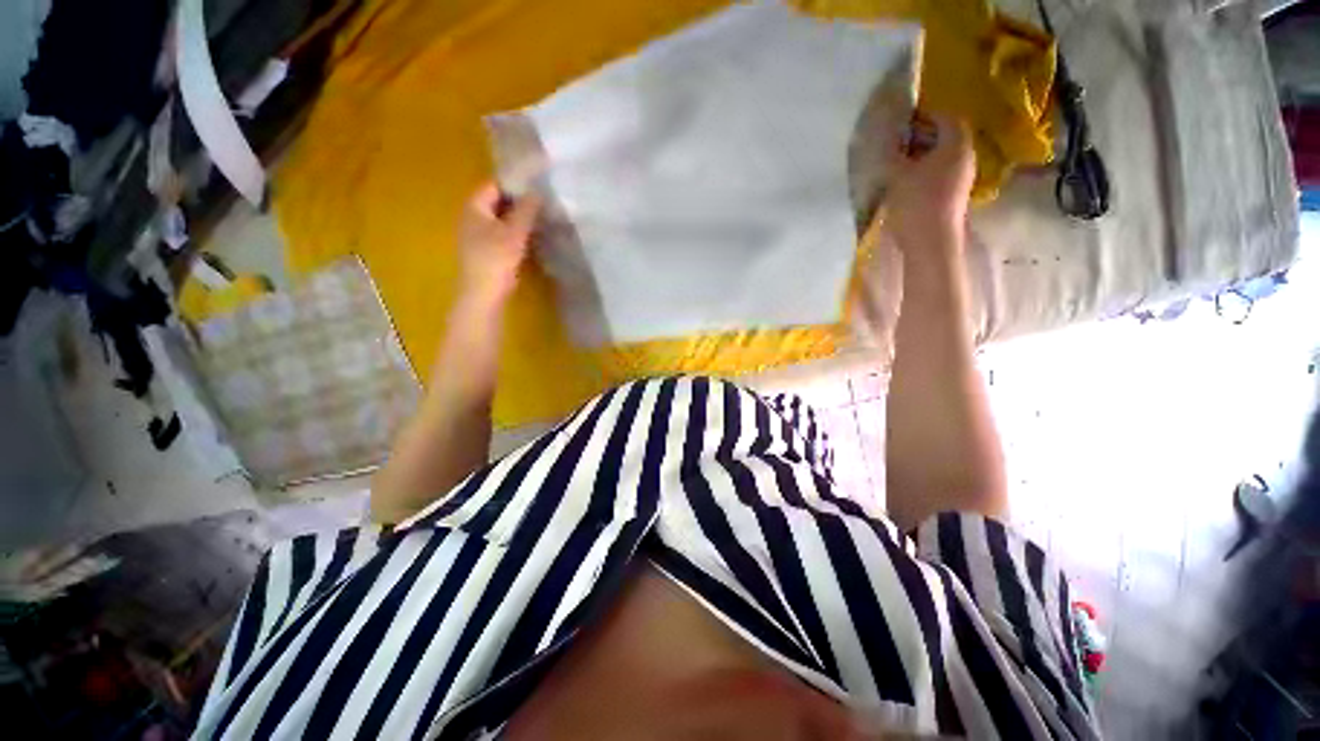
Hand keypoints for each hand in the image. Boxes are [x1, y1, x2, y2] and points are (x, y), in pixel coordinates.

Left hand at [458, 182, 541, 302]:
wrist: (483, 293)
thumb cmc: (496, 258)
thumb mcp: (514, 231)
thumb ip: (526, 210)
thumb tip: (537, 192)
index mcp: (474, 207)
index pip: (494, 185)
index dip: (514, 183)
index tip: (536, 184)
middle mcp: (472, 217)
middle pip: (497, 201)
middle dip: (519, 200)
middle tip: (542, 200)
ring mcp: (478, 234)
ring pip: (501, 218)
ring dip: (519, 217)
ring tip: (541, 216)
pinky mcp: (486, 250)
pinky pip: (502, 233)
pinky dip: (516, 231)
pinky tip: (531, 235)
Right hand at [883, 114, 974, 258]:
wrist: (930, 242)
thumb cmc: (916, 203)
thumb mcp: (896, 174)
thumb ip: (892, 151)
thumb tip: (887, 134)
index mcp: (956, 144)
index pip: (946, 117)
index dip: (925, 115)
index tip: (904, 120)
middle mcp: (966, 156)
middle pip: (947, 136)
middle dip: (924, 135)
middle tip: (899, 140)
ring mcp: (963, 177)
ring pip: (944, 156)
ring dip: (924, 154)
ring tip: (900, 161)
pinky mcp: (955, 194)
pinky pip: (942, 172)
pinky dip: (927, 170)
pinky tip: (908, 180)